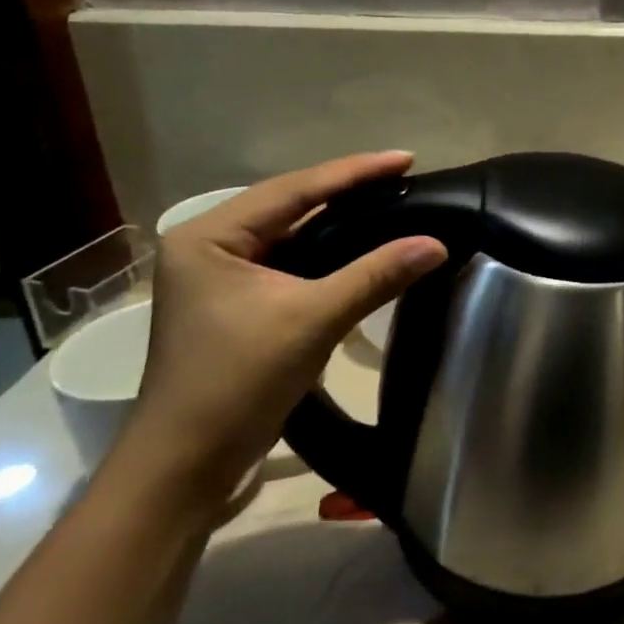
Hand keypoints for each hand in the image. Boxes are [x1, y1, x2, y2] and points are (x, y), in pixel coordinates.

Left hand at [113, 152, 446, 507]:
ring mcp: (221, 277)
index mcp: (210, 236)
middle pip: (291, 206)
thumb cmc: (237, 382)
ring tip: (391, 203)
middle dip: (348, 192)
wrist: (186, 465)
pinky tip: (363, 248)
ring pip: (292, 235)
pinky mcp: (237, 304)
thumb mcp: (312, 320)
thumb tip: (437, 243)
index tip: (406, 158)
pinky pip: (292, 263)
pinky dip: (330, 255)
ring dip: (340, 223)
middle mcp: (210, 246)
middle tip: (403, 178)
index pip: (294, 189)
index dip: (354, 172)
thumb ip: (376, 276)